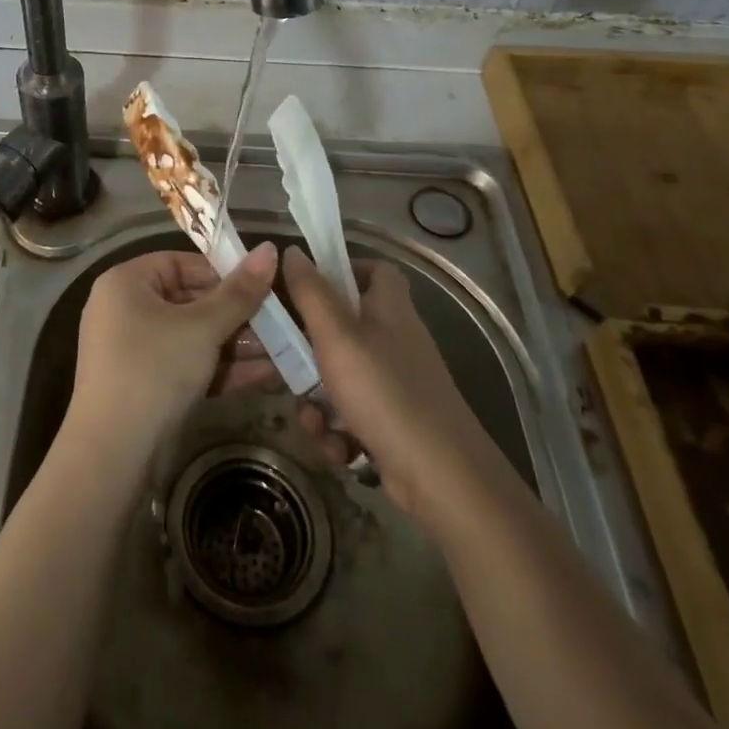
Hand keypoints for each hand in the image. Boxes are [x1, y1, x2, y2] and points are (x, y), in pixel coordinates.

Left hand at [66, 243, 279, 460]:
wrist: (113, 454)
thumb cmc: (154, 370)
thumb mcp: (202, 328)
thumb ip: (239, 292)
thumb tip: (270, 249)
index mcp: (126, 282)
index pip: (180, 263)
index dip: (222, 272)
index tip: (261, 286)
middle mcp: (125, 310)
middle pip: (189, 301)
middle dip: (237, 315)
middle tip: (279, 322)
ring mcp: (133, 350)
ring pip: (192, 337)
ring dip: (236, 344)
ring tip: (283, 350)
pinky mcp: (145, 385)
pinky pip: (187, 365)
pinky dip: (220, 369)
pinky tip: (266, 376)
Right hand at [282, 247, 487, 533]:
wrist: (441, 478)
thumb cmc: (384, 392)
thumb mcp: (336, 336)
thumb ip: (310, 292)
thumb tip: (292, 250)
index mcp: (389, 308)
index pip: (374, 270)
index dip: (342, 271)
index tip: (305, 287)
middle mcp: (395, 340)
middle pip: (343, 329)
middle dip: (308, 354)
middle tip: (287, 365)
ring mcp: (396, 385)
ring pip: (340, 378)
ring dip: (318, 403)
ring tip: (316, 423)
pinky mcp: (393, 424)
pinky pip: (352, 415)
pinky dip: (339, 432)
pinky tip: (339, 450)